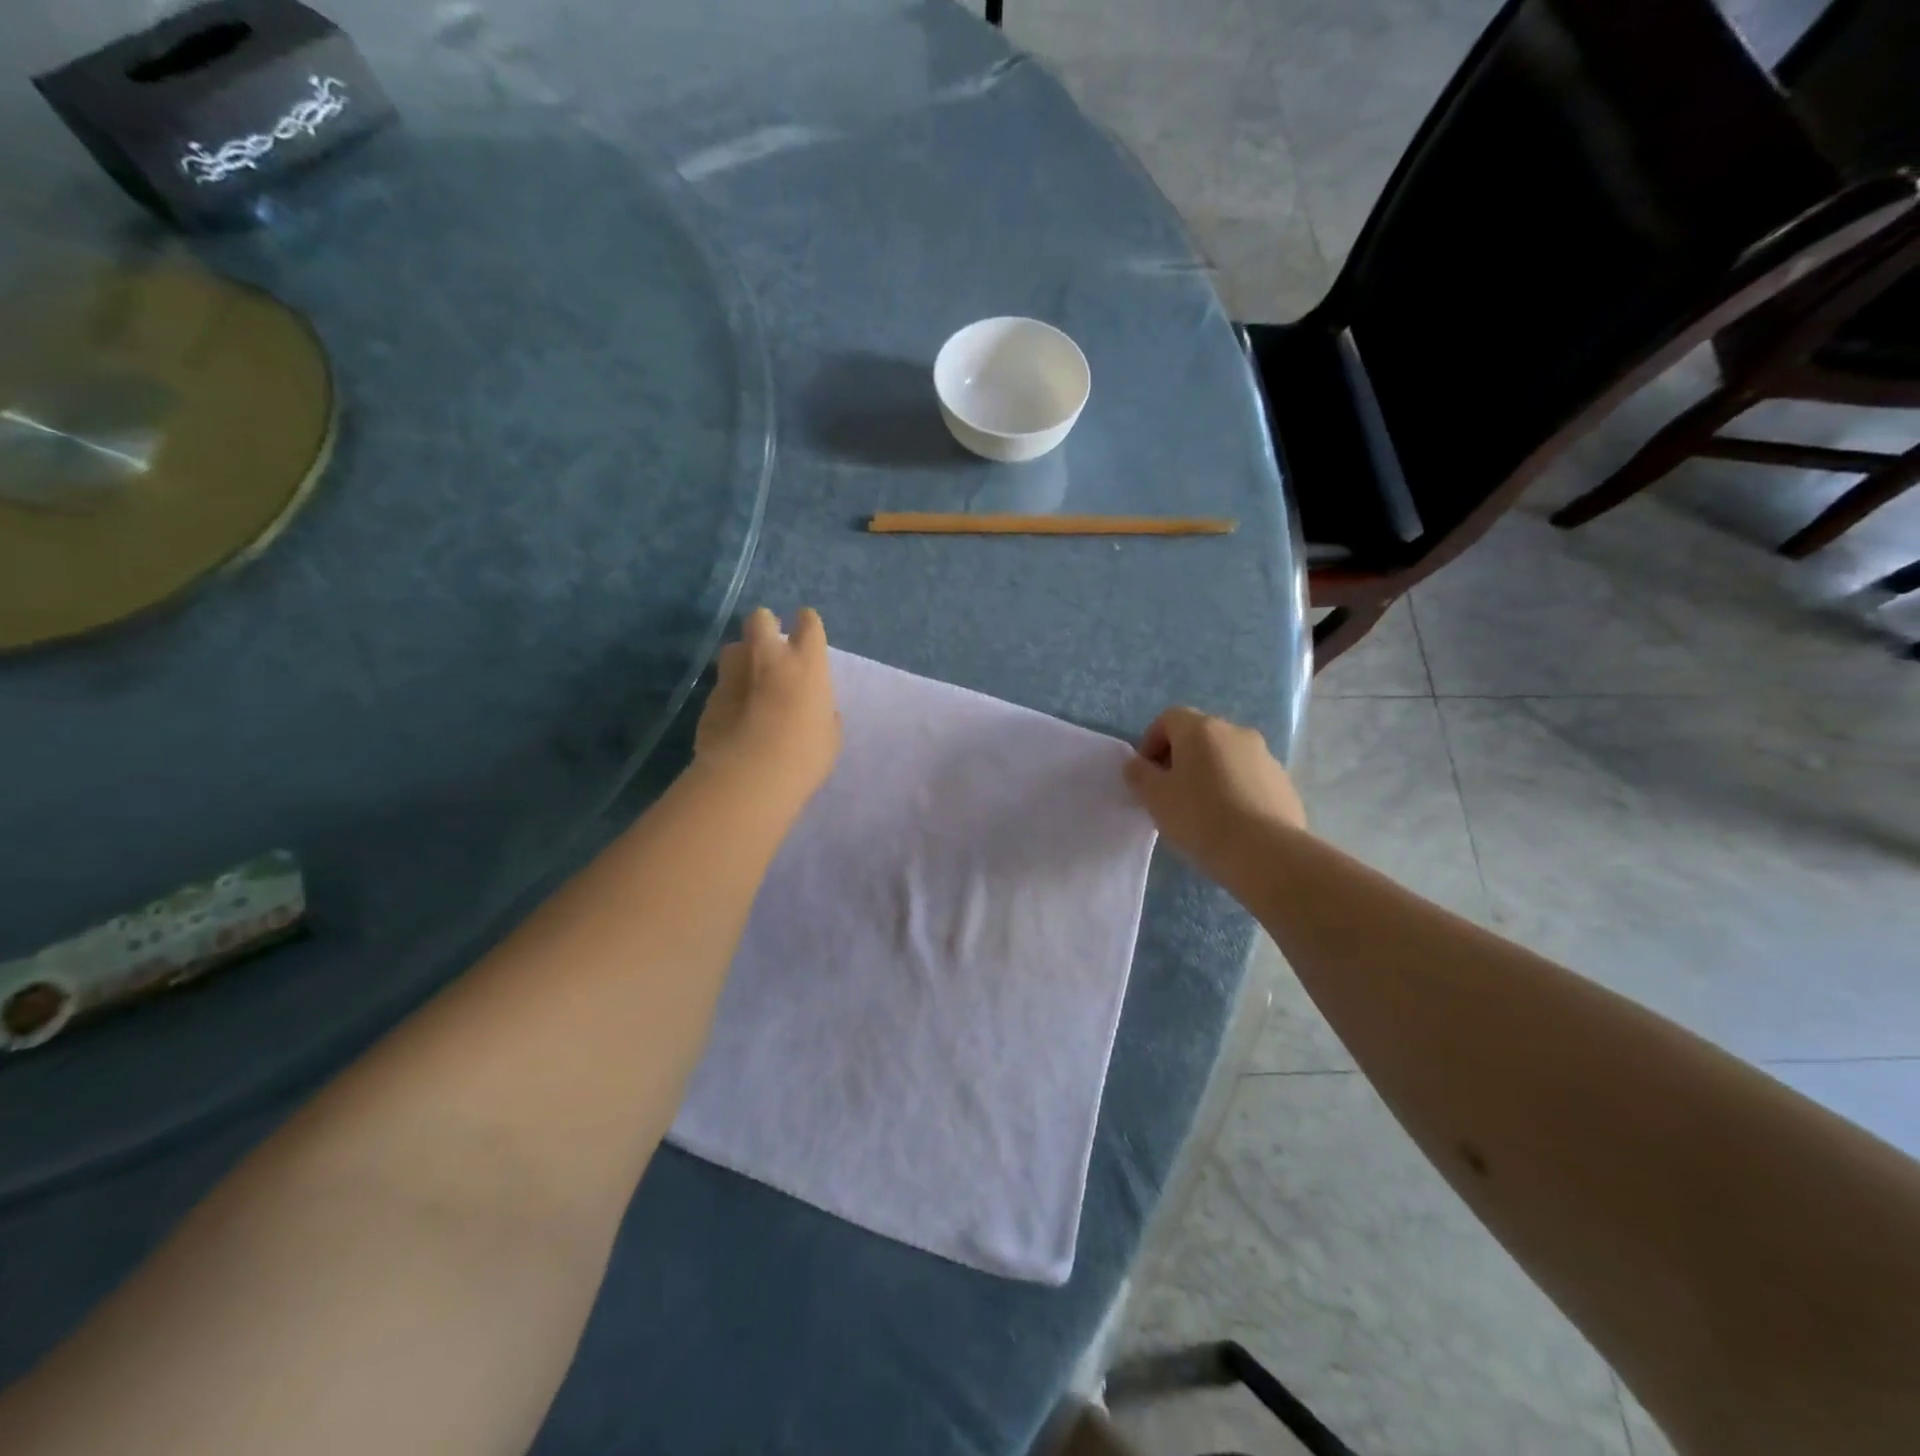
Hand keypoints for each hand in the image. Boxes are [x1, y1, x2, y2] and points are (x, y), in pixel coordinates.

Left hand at [695, 607, 841, 807]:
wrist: (751, 774)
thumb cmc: (805, 755)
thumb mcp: (829, 735)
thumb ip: (822, 713)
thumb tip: (816, 709)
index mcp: (807, 663)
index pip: (809, 623)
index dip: (807, 624)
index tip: (807, 633)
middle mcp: (768, 657)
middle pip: (761, 618)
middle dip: (765, 626)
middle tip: (771, 647)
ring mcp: (734, 674)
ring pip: (733, 647)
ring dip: (742, 658)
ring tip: (749, 680)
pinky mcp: (710, 698)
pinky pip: (721, 684)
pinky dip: (729, 693)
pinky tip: (734, 715)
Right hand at [1123, 707, 1306, 878]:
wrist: (1265, 852)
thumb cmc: (1200, 817)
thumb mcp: (1155, 797)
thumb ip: (1139, 774)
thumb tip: (1136, 763)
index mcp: (1201, 730)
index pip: (1168, 718)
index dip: (1151, 742)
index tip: (1147, 773)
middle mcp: (1235, 732)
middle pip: (1200, 736)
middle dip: (1181, 758)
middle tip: (1171, 792)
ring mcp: (1265, 756)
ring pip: (1226, 757)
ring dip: (1210, 773)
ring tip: (1202, 810)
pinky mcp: (1284, 782)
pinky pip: (1249, 778)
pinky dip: (1235, 790)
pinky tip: (1230, 821)